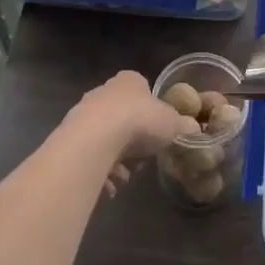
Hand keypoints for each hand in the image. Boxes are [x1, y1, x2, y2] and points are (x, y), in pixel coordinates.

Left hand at [68, 71, 200, 197]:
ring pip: (106, 138)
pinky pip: (90, 155)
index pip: (143, 91)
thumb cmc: (139, 121)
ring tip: (124, 176)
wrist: (95, 139)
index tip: (157, 133)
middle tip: (141, 159)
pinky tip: (108, 183)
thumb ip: (183, 125)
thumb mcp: (172, 123)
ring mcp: (84, 112)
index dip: (152, 114)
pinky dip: (100, 169)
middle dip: (133, 141)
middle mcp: (104, 91)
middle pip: (123, 116)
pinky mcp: (70, 136)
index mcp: (130, 81)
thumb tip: (194, 129)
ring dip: (116, 159)